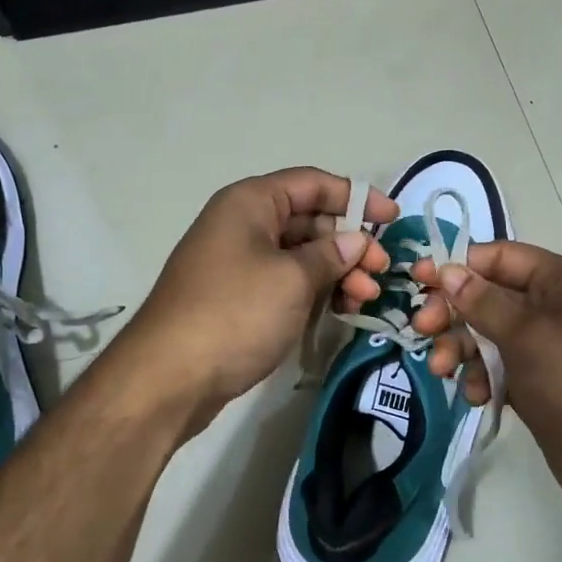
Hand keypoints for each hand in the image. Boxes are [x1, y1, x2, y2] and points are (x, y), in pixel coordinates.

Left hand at [108, 168, 395, 430]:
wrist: (168, 378)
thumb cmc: (234, 314)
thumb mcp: (292, 279)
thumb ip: (331, 255)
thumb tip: (357, 241)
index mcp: (251, 203)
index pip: (313, 183)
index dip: (357, 197)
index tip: (393, 220)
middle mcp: (243, 224)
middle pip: (310, 220)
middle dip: (350, 243)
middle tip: (381, 272)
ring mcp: (239, 262)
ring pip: (301, 255)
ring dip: (338, 272)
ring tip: (365, 299)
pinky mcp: (240, 297)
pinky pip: (287, 282)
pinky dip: (316, 291)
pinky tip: (341, 311)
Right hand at [411, 242, 561, 527]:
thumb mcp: (528, 337)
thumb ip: (483, 302)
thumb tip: (448, 269)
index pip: (501, 257)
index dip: (459, 265)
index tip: (418, 279)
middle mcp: (555, 306)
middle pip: (489, 294)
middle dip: (454, 312)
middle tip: (422, 329)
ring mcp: (547, 346)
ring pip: (488, 332)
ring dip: (460, 347)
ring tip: (441, 369)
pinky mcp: (538, 380)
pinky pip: (498, 366)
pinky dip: (481, 376)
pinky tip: (475, 396)